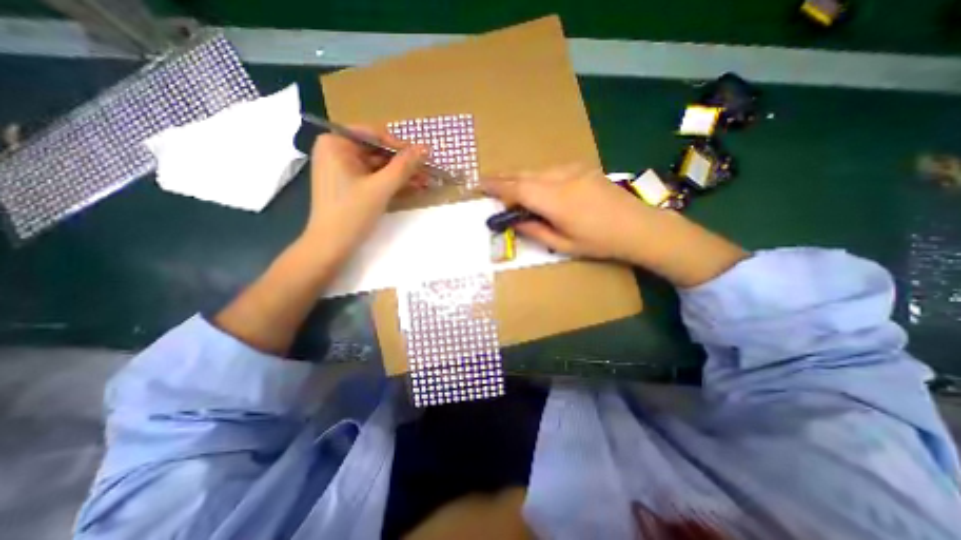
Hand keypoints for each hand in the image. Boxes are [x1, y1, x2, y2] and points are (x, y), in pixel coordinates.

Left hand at [304, 127, 426, 261]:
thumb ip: (403, 166)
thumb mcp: (381, 188)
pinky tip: (411, 187)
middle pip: (377, 151)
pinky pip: (373, 177)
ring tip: (425, 182)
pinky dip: (391, 182)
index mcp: (336, 143)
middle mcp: (336, 150)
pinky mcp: (348, 184)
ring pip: (378, 166)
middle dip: (403, 164)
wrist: (331, 246)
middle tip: (427, 172)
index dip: (401, 146)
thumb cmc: (352, 213)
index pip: (375, 135)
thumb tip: (426, 147)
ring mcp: (341, 168)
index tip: (423, 158)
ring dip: (401, 174)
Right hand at [481, 164, 653, 263]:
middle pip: (524, 174)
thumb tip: (514, 221)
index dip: (497, 186)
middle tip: (487, 183)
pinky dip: (536, 176)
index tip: (479, 184)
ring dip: (519, 177)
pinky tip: (535, 186)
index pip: (518, 188)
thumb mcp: (563, 245)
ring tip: (507, 186)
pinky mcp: (583, 168)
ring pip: (537, 170)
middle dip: (503, 178)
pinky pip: (551, 169)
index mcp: (556, 201)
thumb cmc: (600, 242)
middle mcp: (562, 178)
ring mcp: (574, 169)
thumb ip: (535, 231)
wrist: (639, 226)